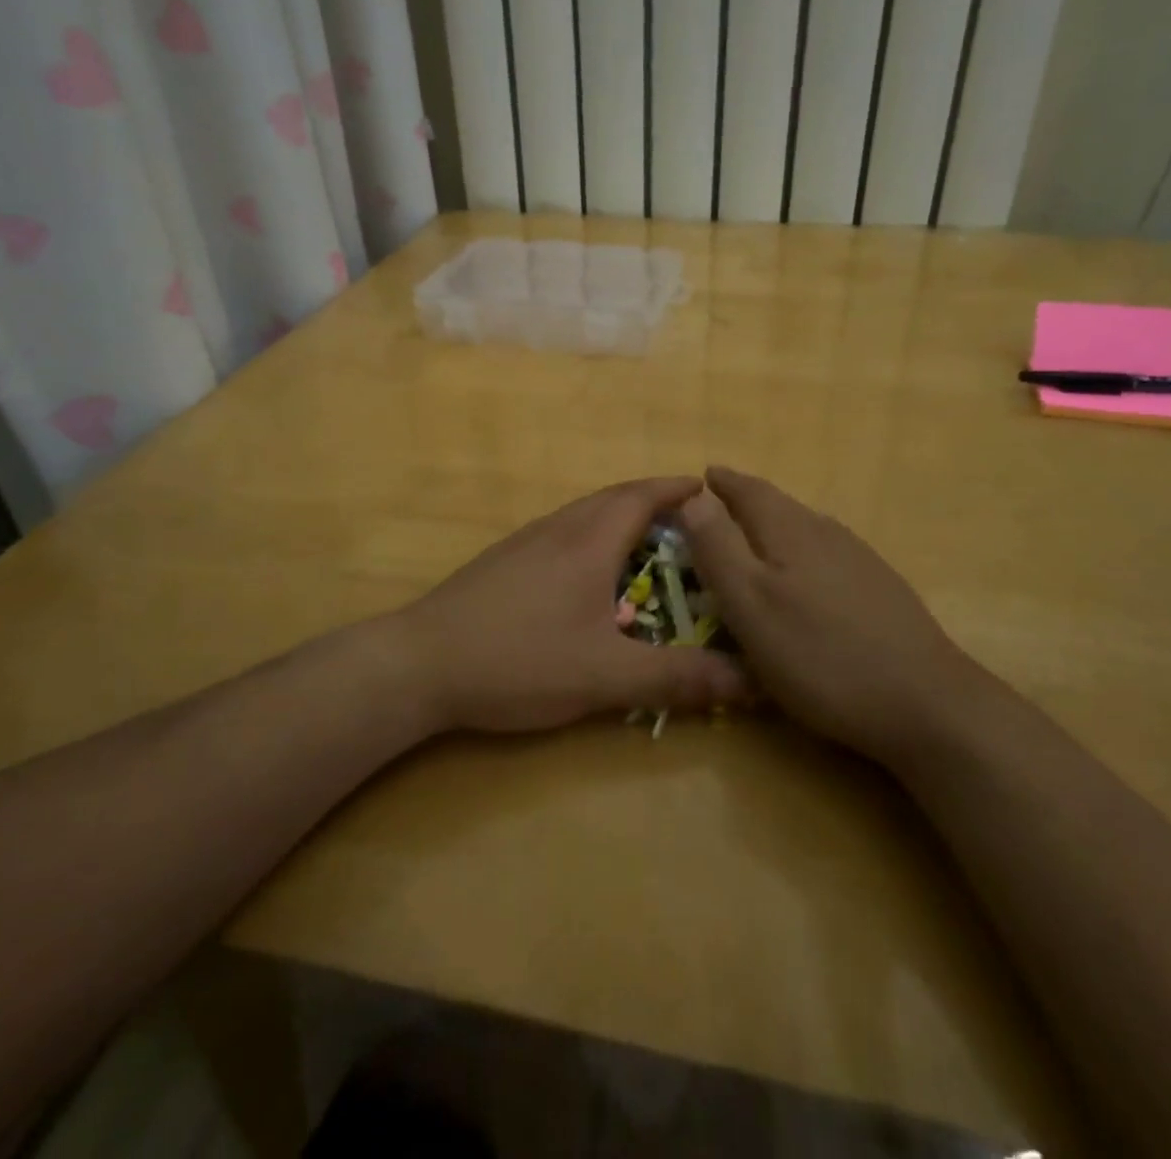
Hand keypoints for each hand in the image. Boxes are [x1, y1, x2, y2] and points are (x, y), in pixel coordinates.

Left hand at [395, 477, 748, 734]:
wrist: (419, 664)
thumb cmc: (518, 660)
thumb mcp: (605, 677)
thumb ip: (677, 678)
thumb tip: (752, 681)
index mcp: (588, 541)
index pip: (642, 496)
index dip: (676, 489)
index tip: (708, 489)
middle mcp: (557, 529)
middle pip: (612, 498)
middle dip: (653, 501)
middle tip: (689, 522)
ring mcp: (524, 543)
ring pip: (583, 516)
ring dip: (620, 519)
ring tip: (648, 546)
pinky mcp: (501, 563)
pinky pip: (561, 535)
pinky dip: (591, 539)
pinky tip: (589, 578)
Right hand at [679, 466, 979, 766]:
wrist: (924, 701)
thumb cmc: (819, 655)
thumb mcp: (750, 604)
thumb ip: (718, 547)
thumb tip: (693, 494)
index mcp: (789, 530)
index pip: (748, 490)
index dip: (722, 483)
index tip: (704, 475)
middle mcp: (825, 532)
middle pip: (778, 505)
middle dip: (746, 501)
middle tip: (718, 507)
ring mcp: (859, 559)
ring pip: (805, 529)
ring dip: (774, 526)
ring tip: (753, 537)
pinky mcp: (880, 588)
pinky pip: (826, 554)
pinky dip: (800, 554)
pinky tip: (804, 579)